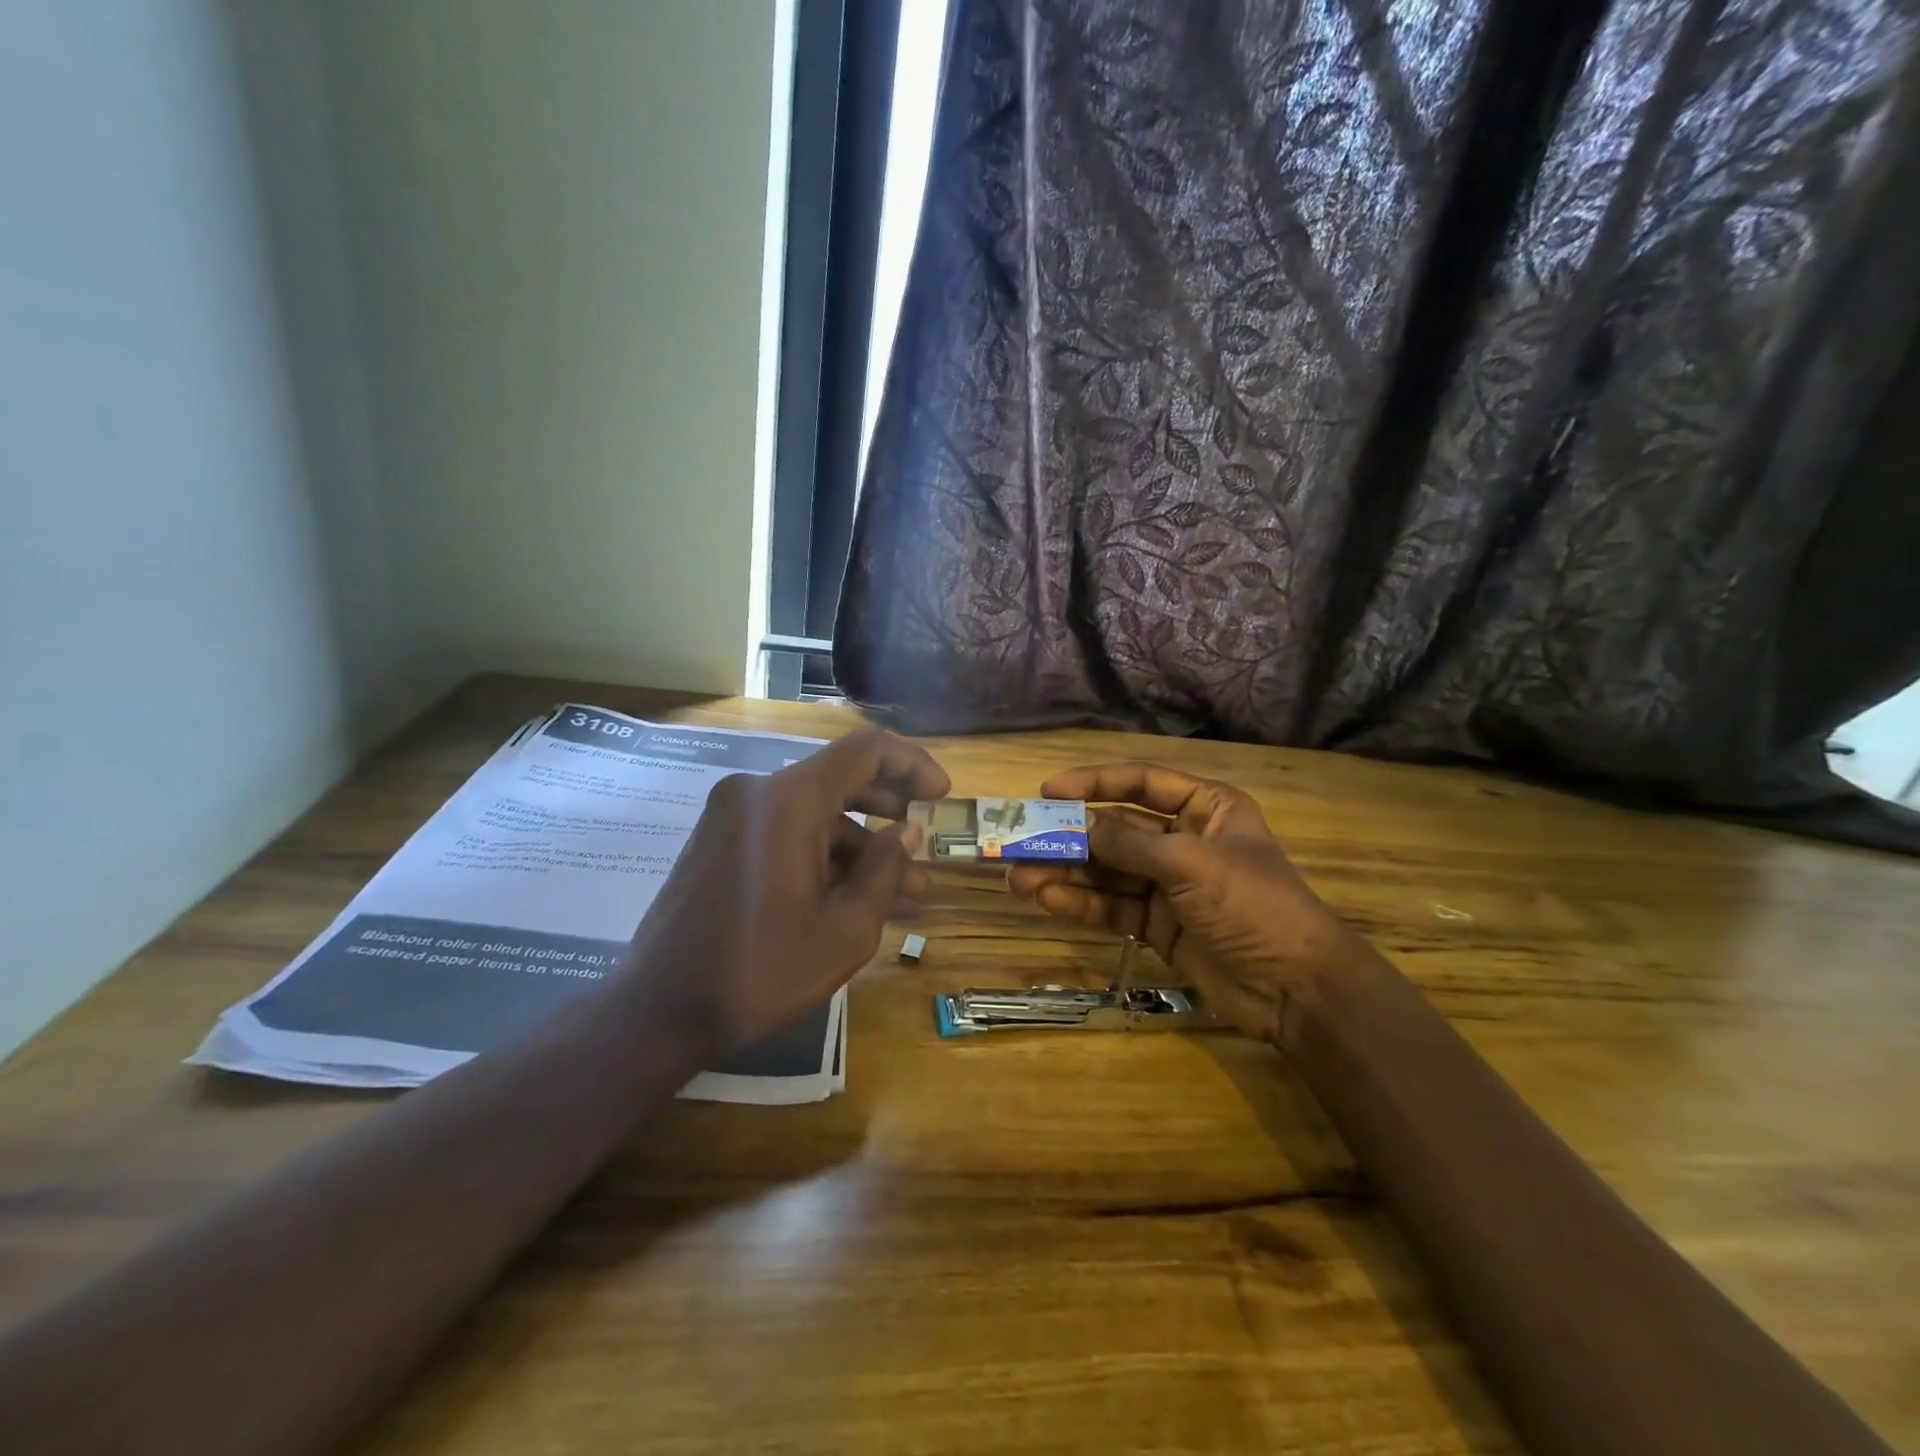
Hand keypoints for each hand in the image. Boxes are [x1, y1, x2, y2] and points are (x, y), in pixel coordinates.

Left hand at [635, 727, 948, 1059]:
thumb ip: (886, 870)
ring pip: (814, 811)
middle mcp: (756, 792)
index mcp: (788, 800)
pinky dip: (822, 852)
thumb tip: (908, 831)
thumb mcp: (845, 929)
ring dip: (859, 841)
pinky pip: (785, 829)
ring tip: (903, 887)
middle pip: (839, 777)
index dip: (912, 763)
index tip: (942, 795)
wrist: (658, 1010)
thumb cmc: (760, 971)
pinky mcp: (719, 840)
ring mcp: (731, 815)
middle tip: (925, 839)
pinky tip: (851, 893)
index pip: (865, 750)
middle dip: (890, 806)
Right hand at [1006, 763, 1368, 1046]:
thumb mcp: (1192, 864)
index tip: (1048, 791)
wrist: (1296, 989)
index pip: (1141, 783)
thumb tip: (1079, 827)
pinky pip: (1113, 907)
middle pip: (1116, 830)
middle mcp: (1184, 840)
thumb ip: (1131, 843)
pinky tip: (1048, 900)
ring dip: (1066, 874)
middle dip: (1070, 838)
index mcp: (1206, 809)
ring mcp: (1169, 885)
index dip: (1094, 783)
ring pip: (1107, 871)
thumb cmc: (1254, 906)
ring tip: (1019, 878)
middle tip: (1020, 842)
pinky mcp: (1158, 925)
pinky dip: (1082, 904)